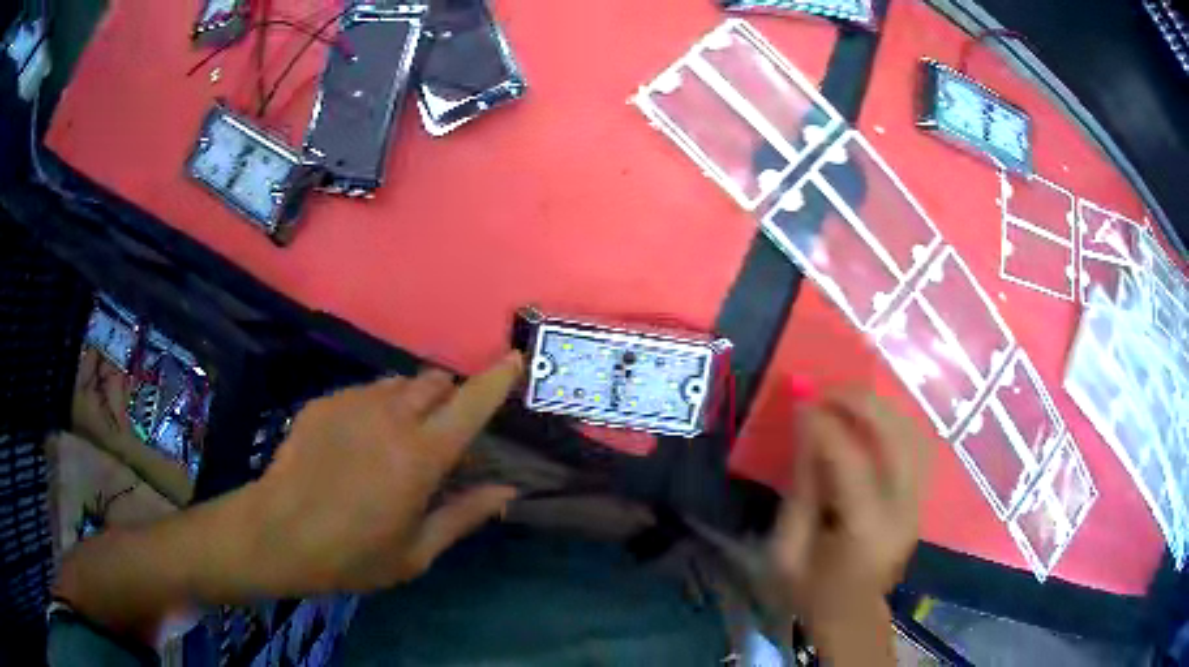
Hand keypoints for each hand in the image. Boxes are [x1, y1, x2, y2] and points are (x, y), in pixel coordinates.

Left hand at [247, 352, 523, 593]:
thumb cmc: (353, 554)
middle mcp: (391, 416)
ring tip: (395, 438)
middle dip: (448, 396)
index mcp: (421, 455)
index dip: (497, 379)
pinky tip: (355, 444)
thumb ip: (464, 516)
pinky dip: (375, 408)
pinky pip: (363, 392)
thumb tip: (508, 491)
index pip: (471, 404)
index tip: (514, 361)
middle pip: (434, 381)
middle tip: (441, 431)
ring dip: (411, 401)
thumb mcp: (416, 552)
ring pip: (397, 383)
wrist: (278, 534)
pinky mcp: (325, 402)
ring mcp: (353, 403)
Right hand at [770, 391, 928, 649]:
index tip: (801, 401)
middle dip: (861, 403)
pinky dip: (892, 423)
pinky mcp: (920, 499)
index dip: (825, 426)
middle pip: (895, 436)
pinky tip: (868, 419)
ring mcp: (918, 503)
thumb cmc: (811, 592)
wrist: (851, 616)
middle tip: (827, 389)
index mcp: (866, 530)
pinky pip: (914, 446)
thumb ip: (801, 490)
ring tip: (846, 398)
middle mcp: (903, 509)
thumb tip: (807, 429)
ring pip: (912, 434)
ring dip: (880, 407)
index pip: (850, 461)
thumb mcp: (788, 550)